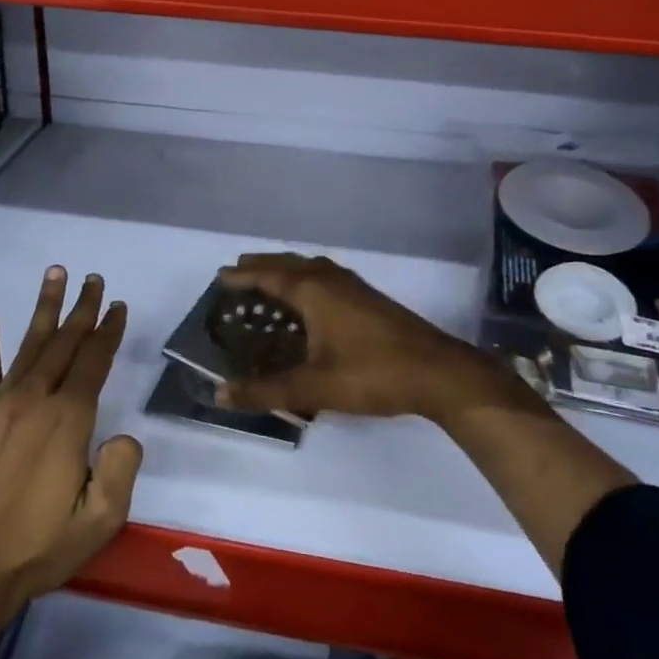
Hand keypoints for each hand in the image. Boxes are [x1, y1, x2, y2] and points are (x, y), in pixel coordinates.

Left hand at [0, 267, 142, 622]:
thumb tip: (124, 436)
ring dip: (44, 309)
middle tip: (94, 280)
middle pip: (64, 344)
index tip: (119, 307)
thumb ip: (121, 472)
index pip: (94, 363)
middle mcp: (35, 401)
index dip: (109, 332)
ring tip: (55, 274)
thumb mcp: (99, 521)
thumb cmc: (38, 548)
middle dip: (83, 310)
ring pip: (29, 345)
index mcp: (68, 421)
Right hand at [212, 253, 528, 427]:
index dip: (242, 276)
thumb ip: (266, 391)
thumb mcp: (314, 387)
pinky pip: (326, 277)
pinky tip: (310, 300)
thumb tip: (220, 395)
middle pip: (288, 264)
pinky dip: (306, 279)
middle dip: (261, 266)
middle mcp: (331, 279)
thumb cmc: (372, 373)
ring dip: (286, 270)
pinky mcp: (369, 298)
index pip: (268, 275)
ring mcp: (354, 286)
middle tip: (237, 273)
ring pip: (310, 268)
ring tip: (267, 282)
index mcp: (314, 291)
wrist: (438, 372)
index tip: (220, 277)